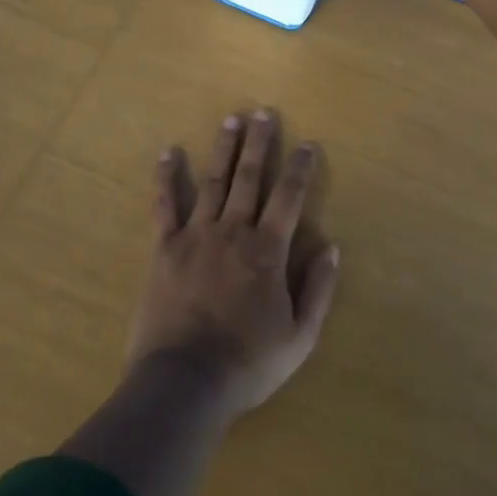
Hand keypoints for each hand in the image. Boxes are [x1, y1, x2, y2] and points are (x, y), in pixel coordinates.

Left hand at [128, 109, 339, 418]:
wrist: (184, 382)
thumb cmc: (247, 362)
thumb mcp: (299, 337)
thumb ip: (318, 289)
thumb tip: (332, 247)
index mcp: (267, 251)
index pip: (289, 198)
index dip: (300, 168)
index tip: (307, 144)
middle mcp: (234, 232)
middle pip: (250, 178)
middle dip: (259, 143)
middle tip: (263, 113)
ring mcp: (196, 235)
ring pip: (213, 182)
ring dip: (223, 149)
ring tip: (230, 120)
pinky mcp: (165, 248)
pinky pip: (165, 205)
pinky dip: (166, 178)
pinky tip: (168, 153)